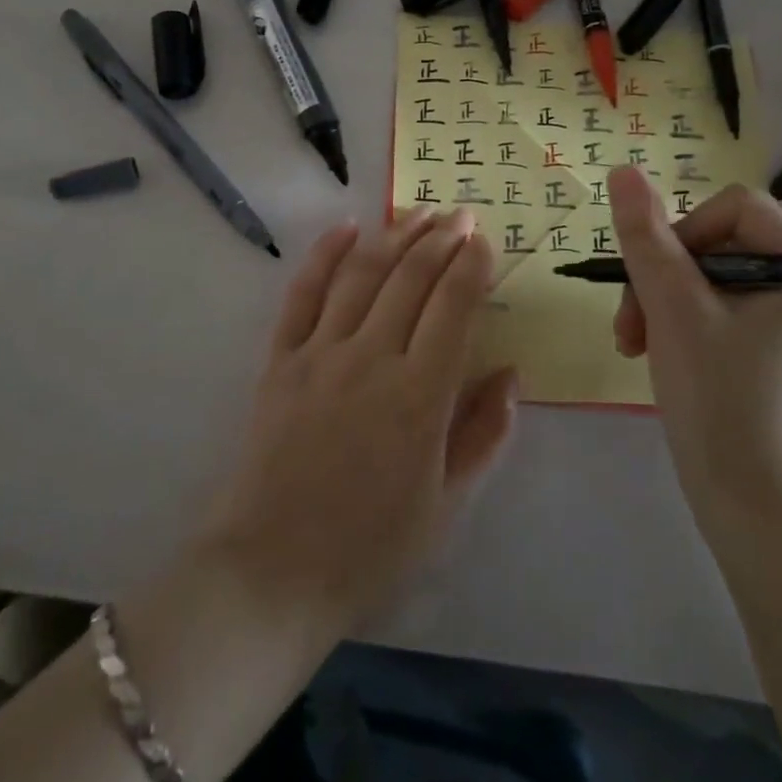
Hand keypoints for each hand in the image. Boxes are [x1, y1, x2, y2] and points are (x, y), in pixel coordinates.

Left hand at [199, 207, 517, 644]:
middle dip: (441, 239)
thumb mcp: (446, 506)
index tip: (483, 240)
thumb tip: (510, 374)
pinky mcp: (281, 359)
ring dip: (394, 235)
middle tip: (459, 214)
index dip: (471, 266)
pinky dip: (325, 254)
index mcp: (419, 396)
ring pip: (363, 274)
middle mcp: (371, 359)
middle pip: (411, 278)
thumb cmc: (370, 547)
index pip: (453, 307)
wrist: (272, 571)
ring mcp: (321, 353)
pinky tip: (347, 228)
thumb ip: (484, 434)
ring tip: (418, 211)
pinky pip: (304, 293)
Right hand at [608, 165, 781, 545]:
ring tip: (631, 341)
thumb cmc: (719, 400)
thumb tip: (623, 170)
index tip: (653, 278)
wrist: (745, 506)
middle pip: (716, 242)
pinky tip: (649, 350)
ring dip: (658, 300)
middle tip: (630, 323)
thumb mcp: (674, 309)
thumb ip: (647, 237)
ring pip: (703, 275)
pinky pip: (709, 306)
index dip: (683, 231)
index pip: (736, 208)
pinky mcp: (763, 347)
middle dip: (662, 277)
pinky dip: (673, 320)